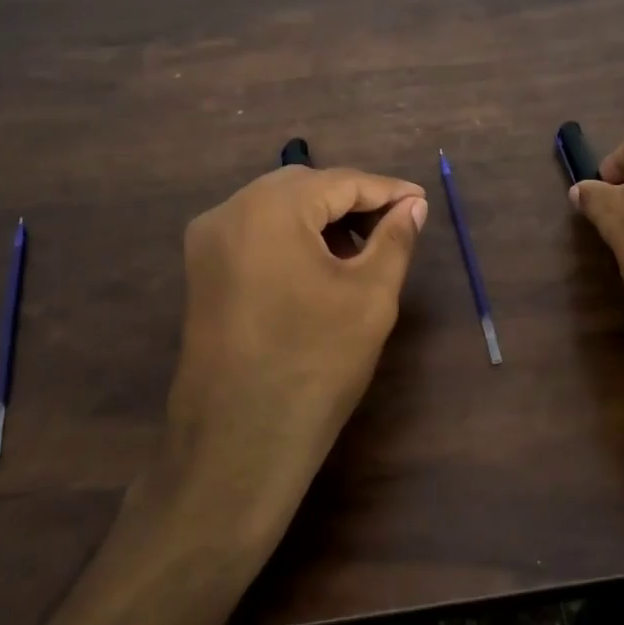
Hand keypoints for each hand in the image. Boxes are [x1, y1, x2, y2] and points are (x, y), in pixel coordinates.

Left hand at [165, 165, 428, 543]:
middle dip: (352, 202)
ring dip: (321, 219)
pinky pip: (255, 234)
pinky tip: (321, 266)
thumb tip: (413, 206)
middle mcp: (228, 211)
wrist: (239, 443)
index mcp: (269, 208)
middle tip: (395, 225)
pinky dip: (292, 238)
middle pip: (304, 187)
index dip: (387, 190)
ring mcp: (207, 243)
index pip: (340, 181)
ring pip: (277, 209)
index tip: (422, 202)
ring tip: (363, 249)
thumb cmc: (316, 363)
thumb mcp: (370, 296)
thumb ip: (395, 239)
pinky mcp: (201, 273)